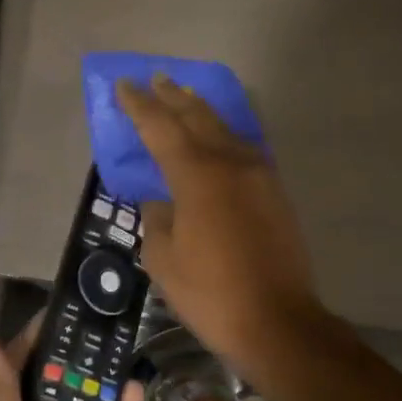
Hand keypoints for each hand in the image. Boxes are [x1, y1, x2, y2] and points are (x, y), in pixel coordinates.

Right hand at [118, 75, 332, 376]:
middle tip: (155, 79)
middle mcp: (230, 164)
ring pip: (226, 130)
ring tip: (184, 97)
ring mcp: (259, 176)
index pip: (161, 128)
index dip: (140, 106)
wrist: (277, 321)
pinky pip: (245, 149)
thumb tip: (159, 201)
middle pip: (198, 118)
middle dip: (173, 97)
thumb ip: (157, 219)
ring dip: (202, 111)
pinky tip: (220, 136)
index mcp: (197, 176)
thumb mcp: (164, 260)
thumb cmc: (211, 294)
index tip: (124, 86)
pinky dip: (226, 135)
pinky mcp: (275, 193)